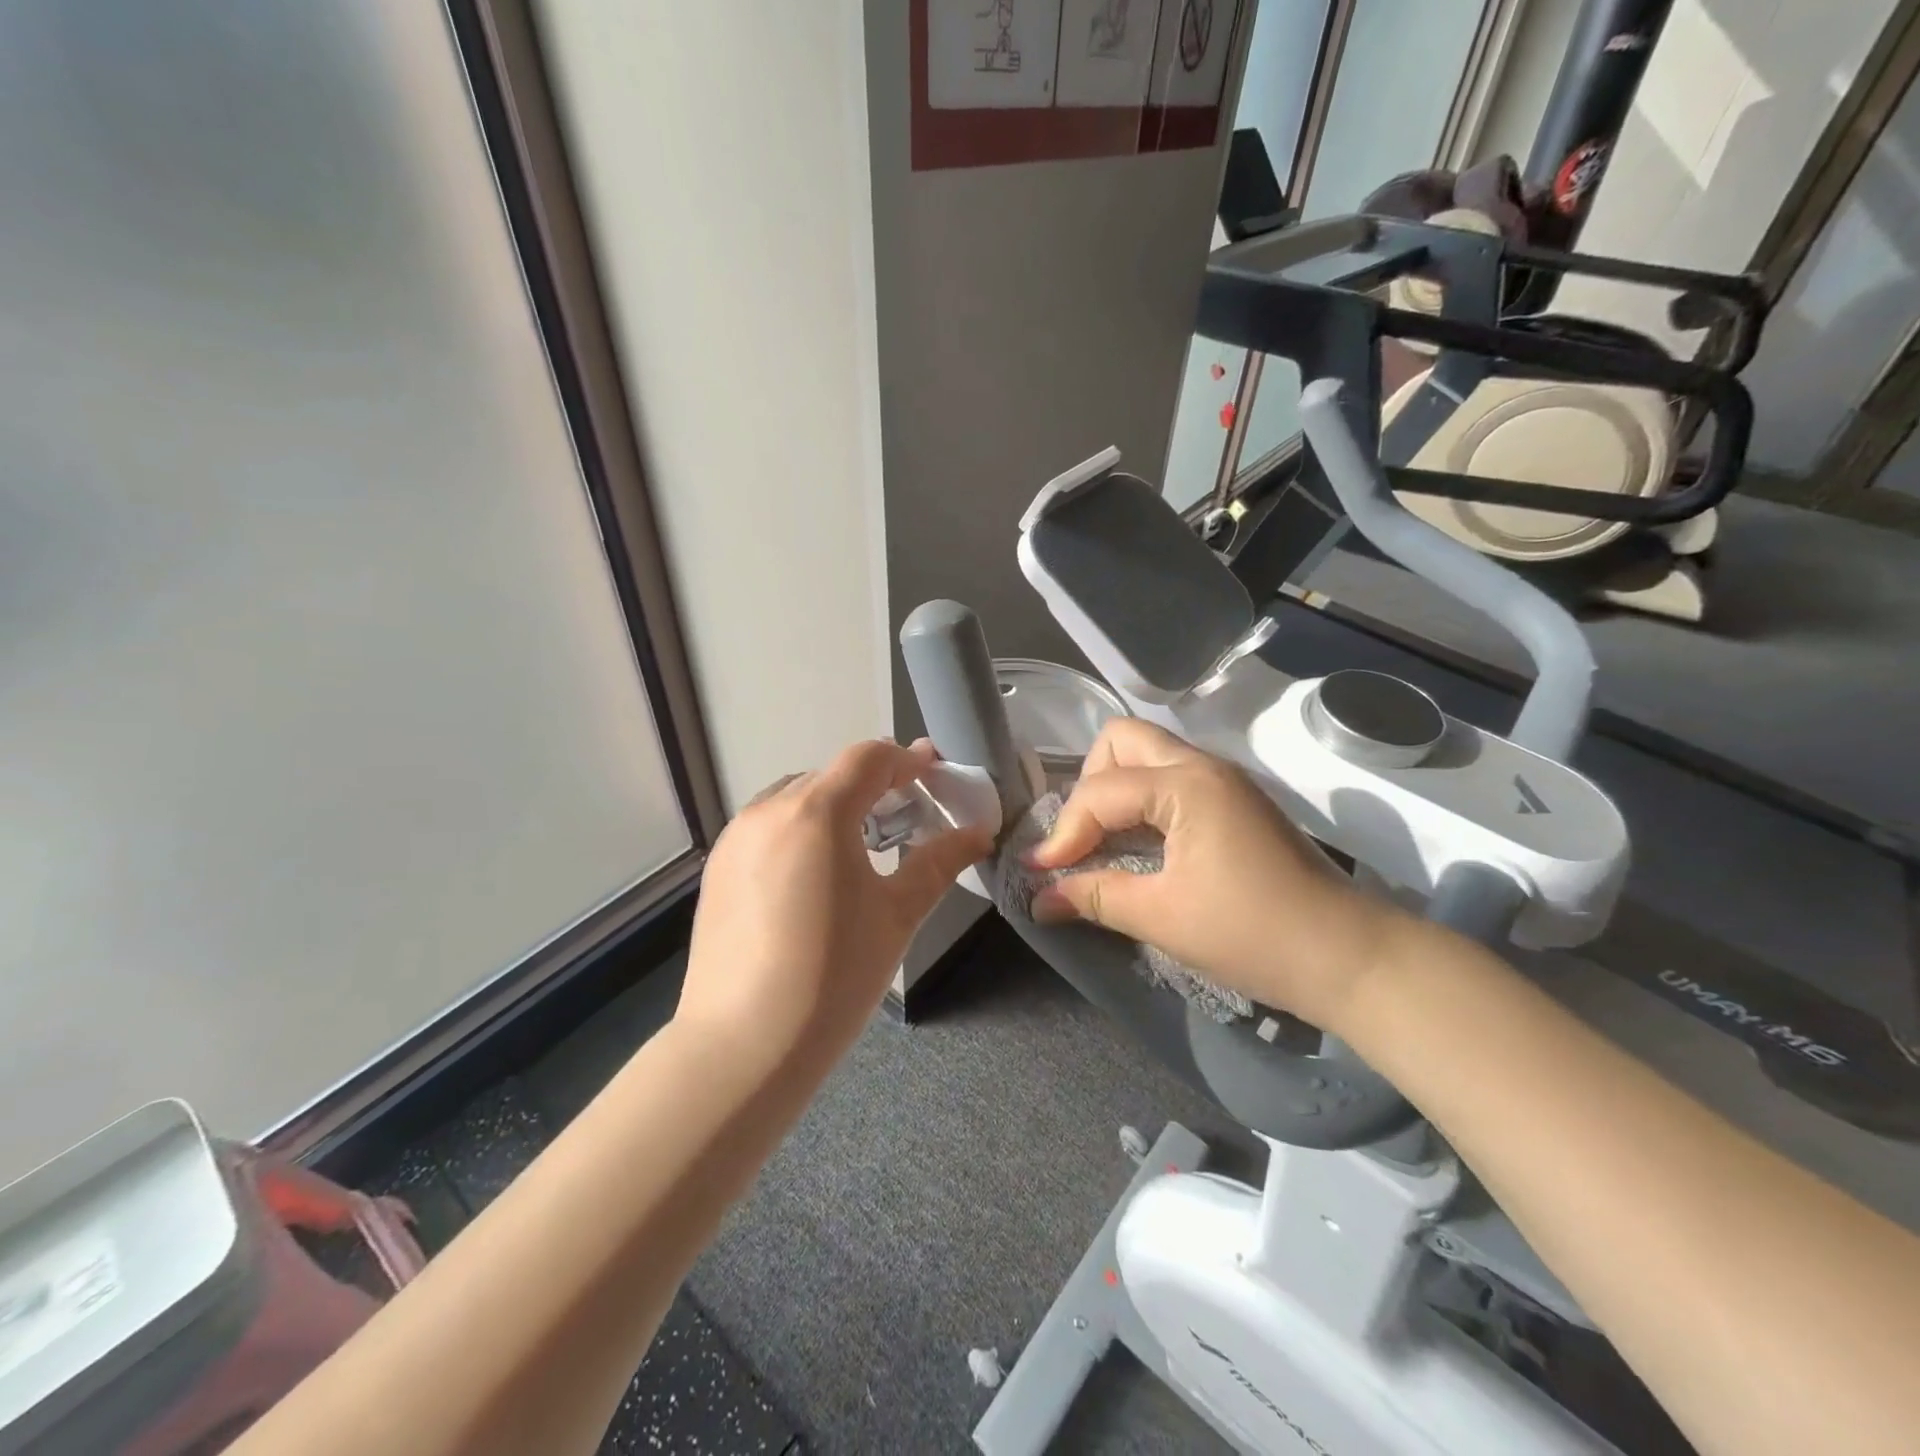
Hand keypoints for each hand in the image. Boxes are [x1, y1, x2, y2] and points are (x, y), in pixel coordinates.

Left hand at [677, 739, 992, 1070]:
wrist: (743, 1046)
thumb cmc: (834, 975)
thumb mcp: (897, 914)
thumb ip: (939, 862)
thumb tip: (978, 833)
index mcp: (817, 812)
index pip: (868, 758)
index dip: (907, 760)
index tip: (935, 775)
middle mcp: (769, 810)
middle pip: (832, 776)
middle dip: (875, 786)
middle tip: (909, 816)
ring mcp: (735, 838)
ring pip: (796, 799)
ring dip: (835, 807)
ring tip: (863, 847)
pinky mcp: (717, 868)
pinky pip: (768, 828)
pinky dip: (801, 831)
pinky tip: (816, 877)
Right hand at [1027, 719, 1399, 1033]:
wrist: (1348, 957)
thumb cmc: (1252, 934)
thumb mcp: (1162, 917)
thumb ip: (1094, 897)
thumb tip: (1039, 900)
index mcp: (1186, 785)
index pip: (1100, 791)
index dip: (1063, 832)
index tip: (1041, 872)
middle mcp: (1203, 766)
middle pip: (1122, 740)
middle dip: (1088, 784)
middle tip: (1081, 837)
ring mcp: (1224, 780)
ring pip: (1149, 753)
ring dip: (1115, 788)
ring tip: (1102, 840)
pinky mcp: (1235, 801)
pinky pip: (1171, 777)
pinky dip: (1142, 800)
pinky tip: (1138, 844)